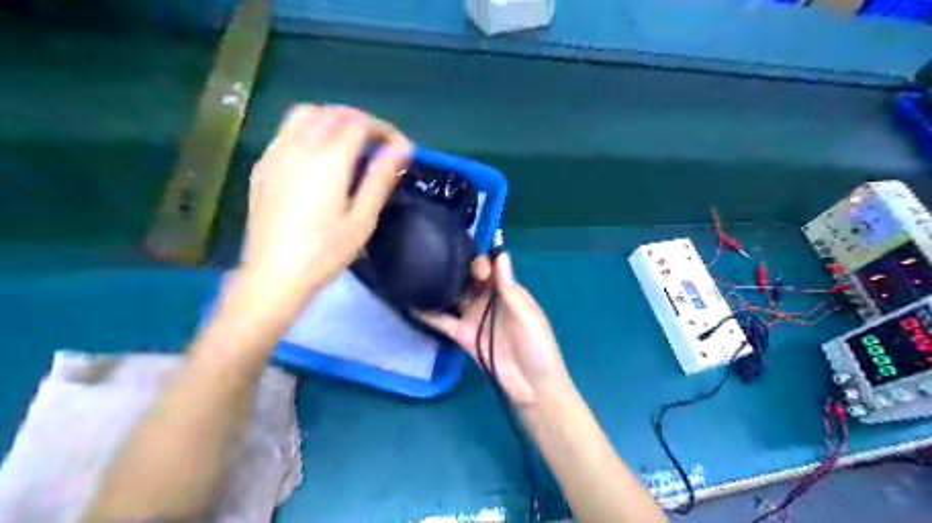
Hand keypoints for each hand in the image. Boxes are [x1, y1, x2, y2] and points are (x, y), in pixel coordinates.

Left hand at [240, 105, 412, 302]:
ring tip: (349, 141)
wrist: (274, 275)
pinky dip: (308, 129)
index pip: (360, 123)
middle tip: (380, 145)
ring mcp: (276, 153)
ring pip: (306, 114)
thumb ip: (381, 178)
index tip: (400, 148)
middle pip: (333, 113)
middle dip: (362, 121)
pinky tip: (316, 154)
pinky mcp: (263, 166)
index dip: (384, 130)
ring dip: (333, 119)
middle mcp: (300, 146)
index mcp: (329, 159)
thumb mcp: (362, 219)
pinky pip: (286, 130)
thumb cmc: (325, 252)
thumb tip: (403, 147)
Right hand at [421, 253, 568, 408]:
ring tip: (418, 272)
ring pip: (453, 296)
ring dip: (439, 286)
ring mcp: (473, 317)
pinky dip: (427, 313)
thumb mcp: (525, 314)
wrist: (532, 386)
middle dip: (456, 268)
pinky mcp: (462, 335)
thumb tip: (500, 254)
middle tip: (438, 261)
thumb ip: (508, 287)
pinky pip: (442, 321)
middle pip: (469, 279)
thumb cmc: (536, 345)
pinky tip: (410, 302)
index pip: (491, 268)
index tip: (470, 261)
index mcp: (507, 291)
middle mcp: (488, 300)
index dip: (480, 261)